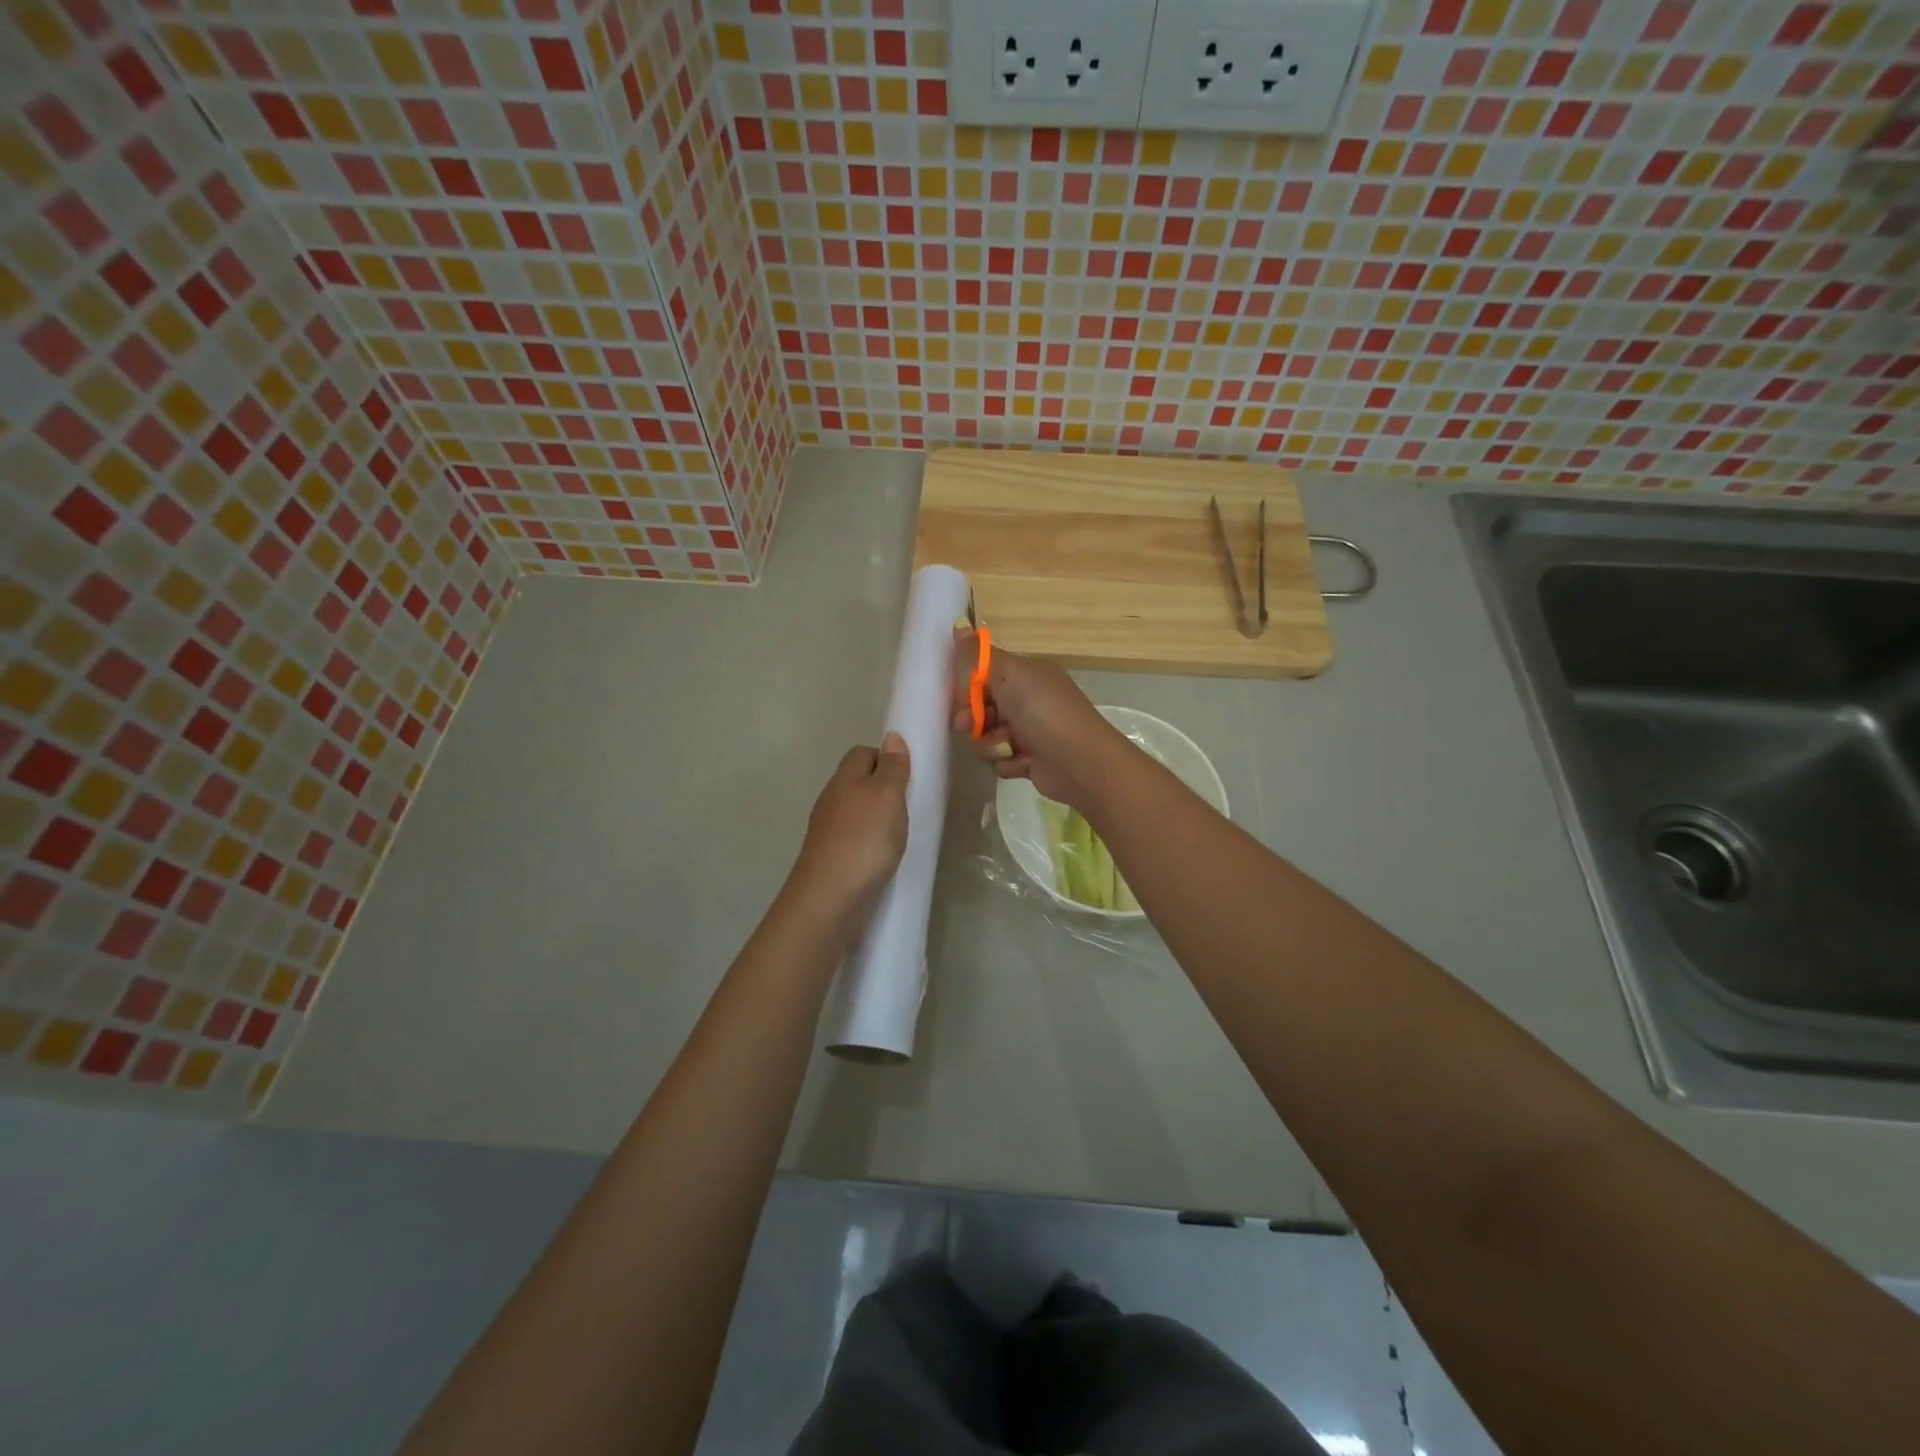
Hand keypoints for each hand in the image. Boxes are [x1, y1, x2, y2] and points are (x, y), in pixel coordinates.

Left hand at [788, 733, 911, 929]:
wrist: (829, 900)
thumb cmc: (863, 840)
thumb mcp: (886, 795)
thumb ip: (892, 767)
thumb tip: (892, 736)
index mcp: (843, 779)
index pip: (863, 753)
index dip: (888, 758)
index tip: (911, 776)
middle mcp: (832, 801)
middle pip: (860, 782)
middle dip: (886, 790)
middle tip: (913, 805)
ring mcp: (829, 833)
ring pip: (858, 813)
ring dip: (880, 819)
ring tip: (904, 833)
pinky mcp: (832, 860)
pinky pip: (857, 840)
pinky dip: (873, 844)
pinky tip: (887, 858)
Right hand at [951, 633, 1127, 811]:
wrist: (1078, 760)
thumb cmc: (1042, 710)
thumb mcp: (1009, 673)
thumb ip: (979, 654)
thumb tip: (959, 622)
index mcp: (1029, 675)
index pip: (989, 675)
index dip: (970, 687)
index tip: (959, 697)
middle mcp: (1032, 700)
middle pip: (986, 707)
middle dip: (973, 718)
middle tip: (966, 726)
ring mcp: (1032, 732)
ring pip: (990, 737)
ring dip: (990, 743)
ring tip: (1003, 747)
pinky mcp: (1032, 760)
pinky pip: (1003, 760)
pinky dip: (1007, 762)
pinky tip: (1020, 762)